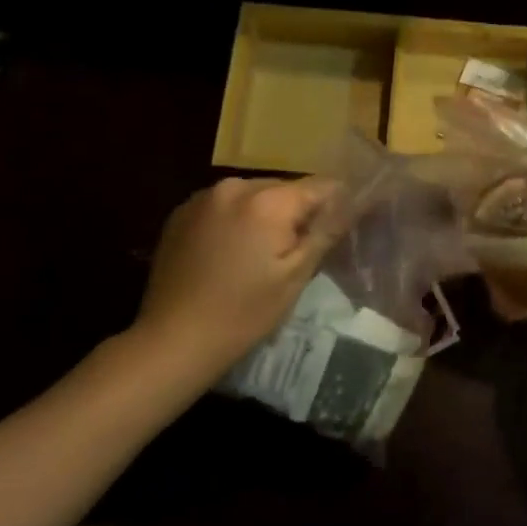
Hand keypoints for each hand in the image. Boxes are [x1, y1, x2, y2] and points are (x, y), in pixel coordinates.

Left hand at [131, 176, 341, 378]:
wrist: (173, 340)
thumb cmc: (244, 312)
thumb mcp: (296, 275)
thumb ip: (326, 231)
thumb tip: (354, 201)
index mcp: (267, 200)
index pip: (319, 186)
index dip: (336, 203)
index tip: (341, 225)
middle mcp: (234, 186)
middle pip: (284, 188)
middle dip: (297, 211)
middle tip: (301, 248)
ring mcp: (202, 197)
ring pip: (254, 195)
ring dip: (266, 214)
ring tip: (264, 252)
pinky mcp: (181, 213)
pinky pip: (225, 205)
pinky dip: (236, 219)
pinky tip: (232, 252)